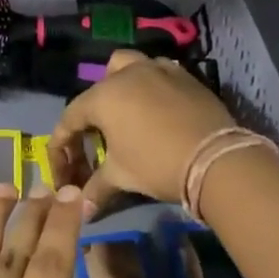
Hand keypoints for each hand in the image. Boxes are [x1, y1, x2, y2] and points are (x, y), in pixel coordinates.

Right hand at [46, 49, 235, 204]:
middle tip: (96, 145)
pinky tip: (156, 109)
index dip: (62, 147)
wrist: (215, 158)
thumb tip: (82, 210)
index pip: (70, 119)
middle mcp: (126, 74)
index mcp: (103, 97)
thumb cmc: (157, 164)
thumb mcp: (121, 177)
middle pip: (96, 91)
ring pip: (126, 67)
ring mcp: (157, 69)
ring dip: (118, 87)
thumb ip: (96, 188)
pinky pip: (157, 72)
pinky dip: (149, 87)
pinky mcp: (183, 75)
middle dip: (90, 117)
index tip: (64, 170)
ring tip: (125, 114)